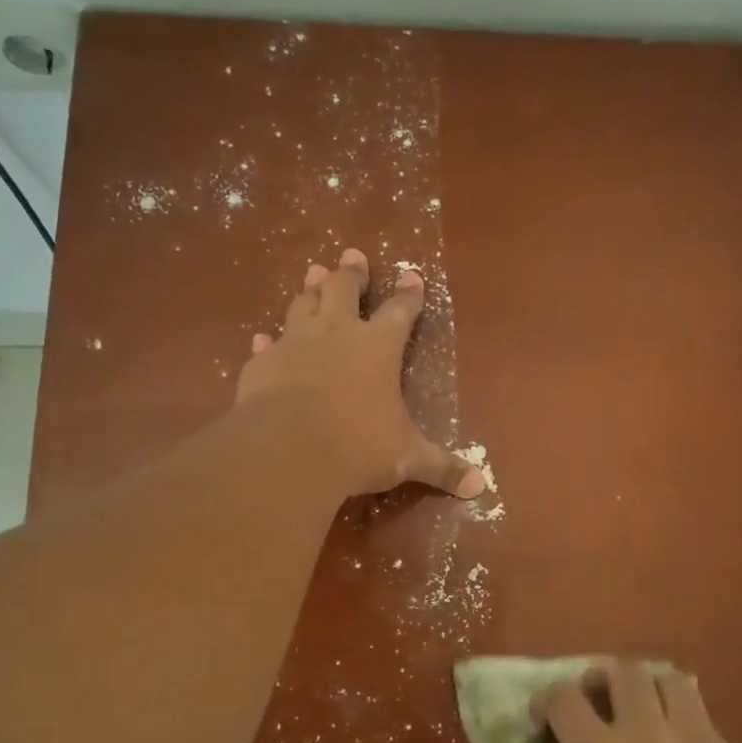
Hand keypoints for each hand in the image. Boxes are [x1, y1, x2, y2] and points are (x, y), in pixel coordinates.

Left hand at [236, 248, 485, 498]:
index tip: (412, 274)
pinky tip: (262, 339)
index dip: (409, 293)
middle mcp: (336, 334)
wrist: (288, 451)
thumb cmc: (358, 446)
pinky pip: (266, 345)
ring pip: (303, 304)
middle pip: (343, 289)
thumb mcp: (408, 458)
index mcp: (378, 348)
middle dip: (351, 273)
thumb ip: (442, 467)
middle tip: (352, 255)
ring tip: (314, 274)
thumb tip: (480, 487)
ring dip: (310, 289)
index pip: (399, 311)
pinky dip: (267, 341)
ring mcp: (294, 344)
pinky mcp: (262, 363)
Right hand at [536, 661, 741, 742]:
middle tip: (598, 697)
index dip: (548, 698)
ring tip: (644, 710)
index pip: (566, 700)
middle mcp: (649, 736)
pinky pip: (703, 722)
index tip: (544, 710)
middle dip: (603, 676)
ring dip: (650, 687)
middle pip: (624, 671)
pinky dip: (683, 724)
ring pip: (672, 680)